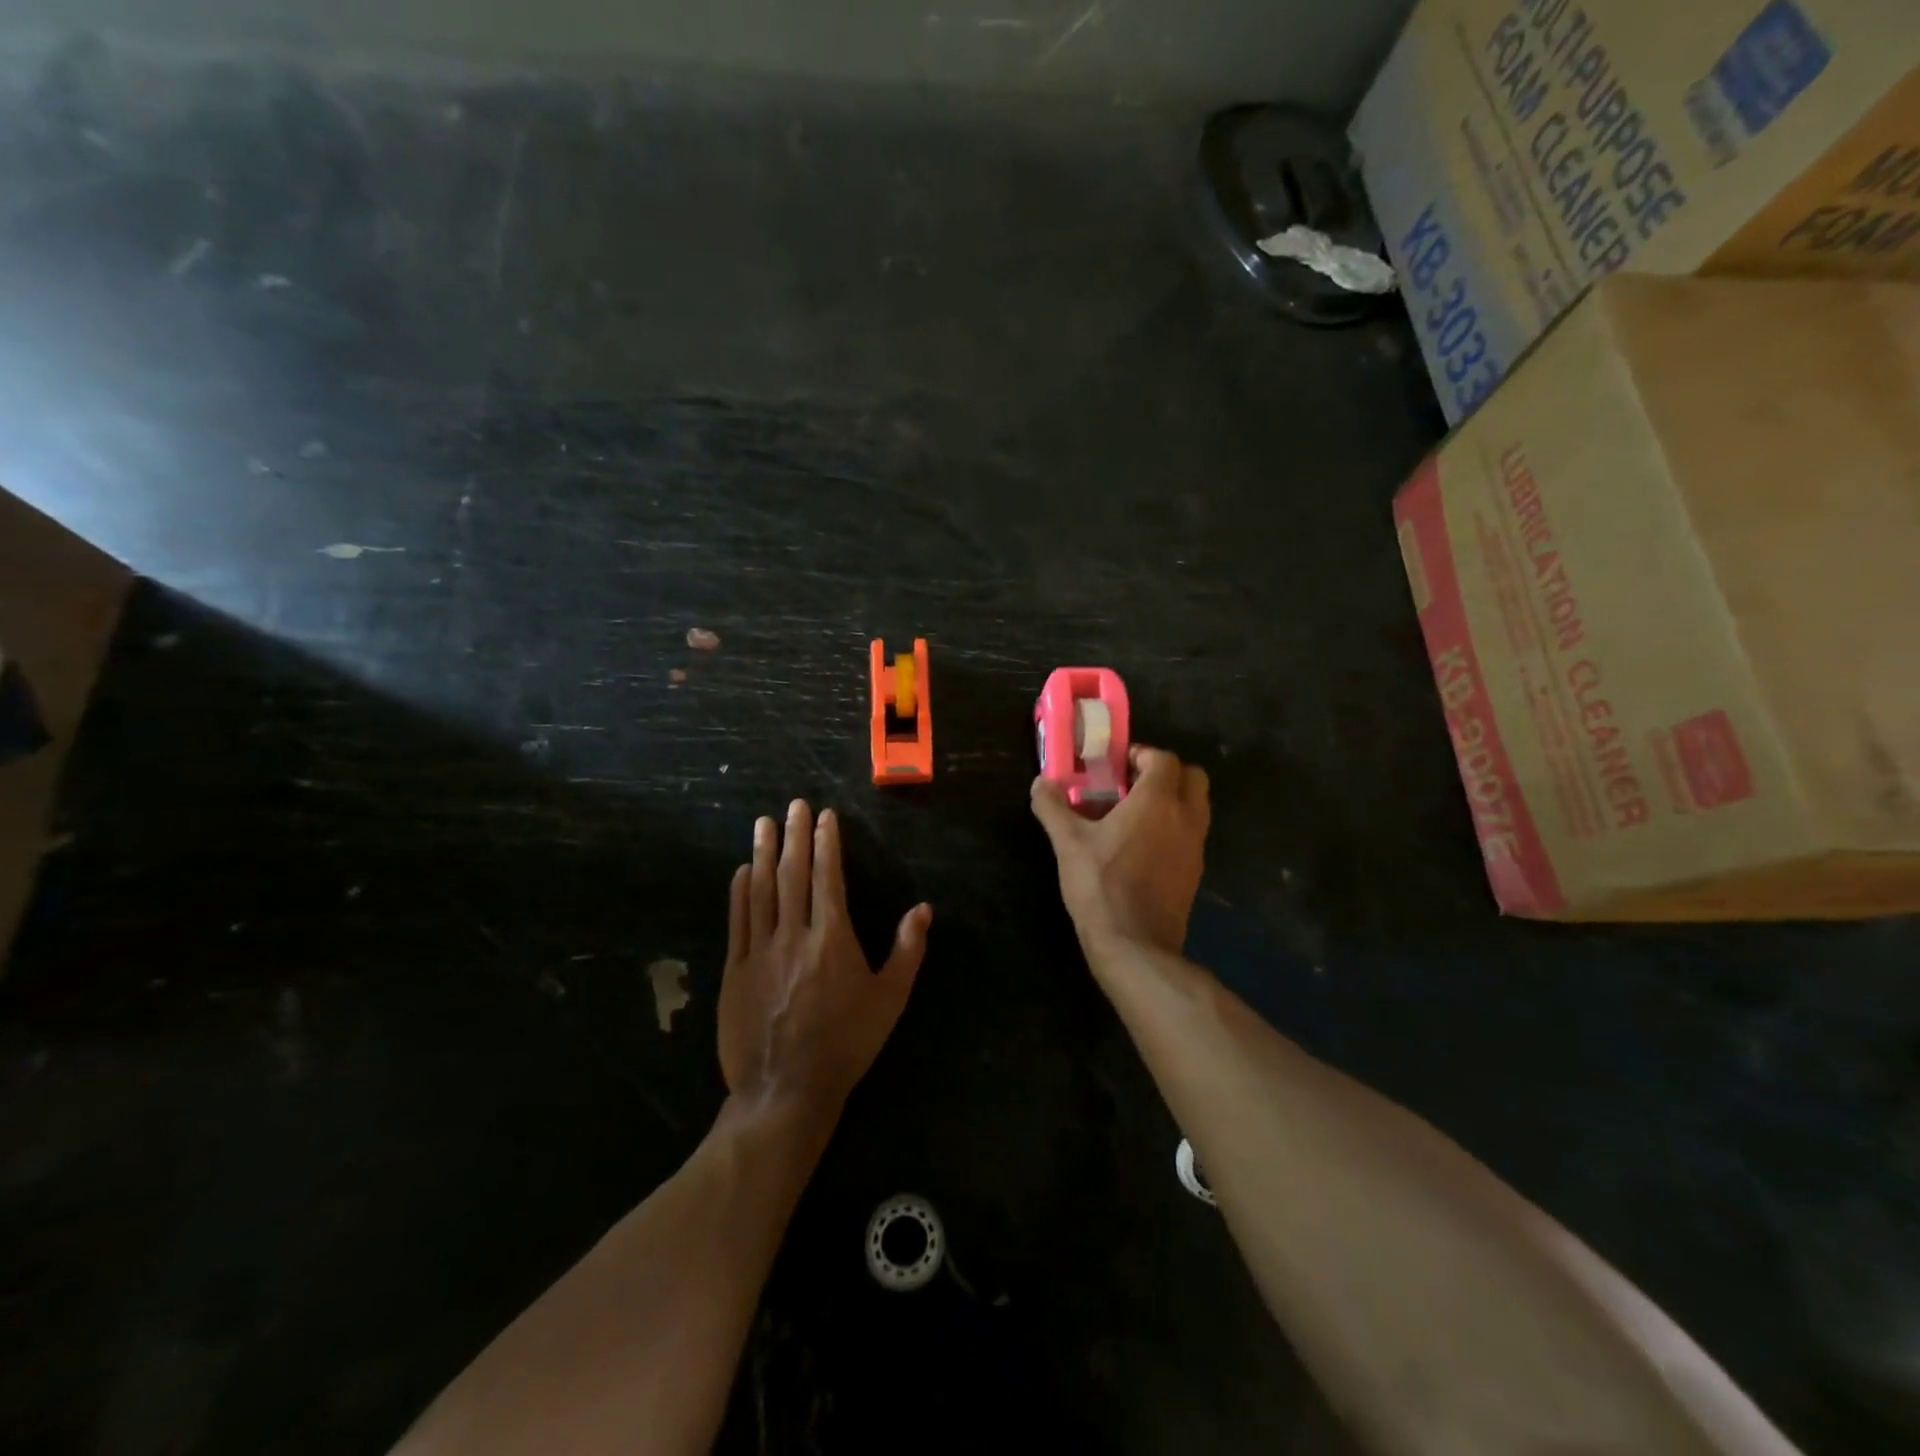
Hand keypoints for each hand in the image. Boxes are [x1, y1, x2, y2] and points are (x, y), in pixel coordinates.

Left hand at [719, 801, 931, 1118]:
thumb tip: (922, 908)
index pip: (828, 878)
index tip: (824, 816)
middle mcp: (794, 935)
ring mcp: (759, 952)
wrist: (786, 1091)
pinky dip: (739, 892)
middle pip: (792, 875)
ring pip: (760, 891)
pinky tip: (742, 871)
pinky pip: (738, 922)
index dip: (826, 844)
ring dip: (763, 853)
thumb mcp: (889, 1000)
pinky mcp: (735, 971)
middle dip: (794, 836)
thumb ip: (907, 950)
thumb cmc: (846, 1044)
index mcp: (832, 939)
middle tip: (794, 805)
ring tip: (764, 823)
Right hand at [1030, 745, 1208, 954]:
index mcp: (1157, 801)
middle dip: (1165, 773)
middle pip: (1192, 777)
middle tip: (1131, 785)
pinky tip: (1142, 846)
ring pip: (1196, 805)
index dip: (1141, 755)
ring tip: (1134, 814)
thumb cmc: (1101, 886)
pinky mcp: (1195, 870)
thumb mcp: (1068, 844)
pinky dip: (1174, 827)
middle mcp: (1185, 817)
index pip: (1163, 759)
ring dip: (1172, 799)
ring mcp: (1195, 845)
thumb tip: (1040, 783)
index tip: (1116, 766)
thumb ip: (1052, 807)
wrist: (1135, 944)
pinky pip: (1191, 833)